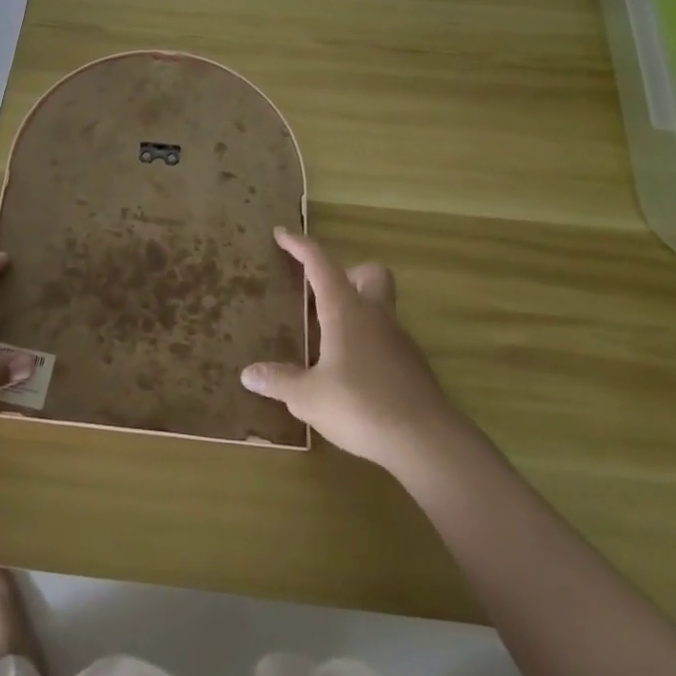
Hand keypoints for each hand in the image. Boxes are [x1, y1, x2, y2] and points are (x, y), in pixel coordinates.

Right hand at [240, 228, 464, 476]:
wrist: (427, 440)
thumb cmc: (361, 405)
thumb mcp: (309, 397)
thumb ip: (280, 382)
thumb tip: (248, 374)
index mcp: (345, 309)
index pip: (320, 263)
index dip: (300, 246)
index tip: (282, 234)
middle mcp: (374, 314)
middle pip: (368, 273)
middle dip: (346, 274)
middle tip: (320, 294)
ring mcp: (398, 338)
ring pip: (379, 306)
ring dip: (355, 311)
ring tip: (327, 339)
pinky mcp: (412, 365)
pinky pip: (385, 338)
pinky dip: (367, 342)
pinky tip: (351, 372)